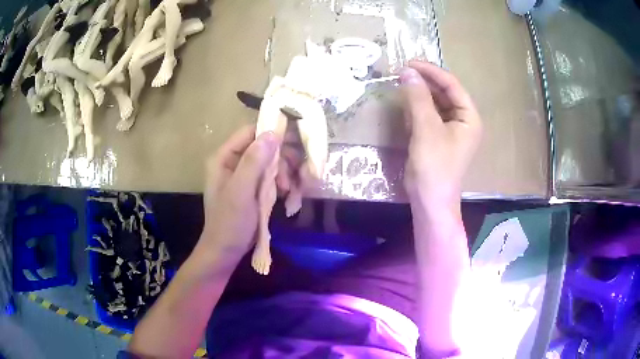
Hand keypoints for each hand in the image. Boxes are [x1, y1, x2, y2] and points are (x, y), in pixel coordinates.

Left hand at [198, 125, 280, 269]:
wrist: (226, 251)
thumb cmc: (230, 223)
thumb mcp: (241, 192)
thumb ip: (253, 162)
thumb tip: (272, 133)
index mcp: (224, 157)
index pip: (250, 132)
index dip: (271, 132)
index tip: (295, 140)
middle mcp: (232, 161)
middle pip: (262, 146)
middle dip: (279, 158)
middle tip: (294, 171)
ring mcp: (243, 175)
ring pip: (269, 161)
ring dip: (281, 172)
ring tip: (287, 189)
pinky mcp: (251, 187)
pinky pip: (269, 176)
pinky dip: (280, 182)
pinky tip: (286, 193)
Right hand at [399, 61, 481, 207]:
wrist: (429, 202)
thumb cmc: (434, 166)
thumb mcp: (426, 129)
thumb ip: (418, 98)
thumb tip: (407, 72)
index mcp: (469, 118)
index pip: (452, 86)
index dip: (432, 72)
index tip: (409, 63)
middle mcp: (463, 121)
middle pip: (444, 93)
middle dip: (424, 83)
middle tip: (402, 73)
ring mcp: (451, 130)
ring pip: (435, 103)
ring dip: (419, 95)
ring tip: (401, 86)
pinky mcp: (438, 138)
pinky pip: (429, 116)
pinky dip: (417, 110)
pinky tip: (406, 108)